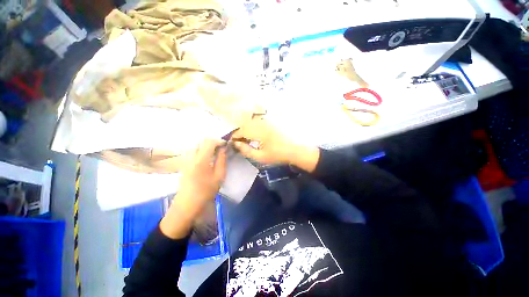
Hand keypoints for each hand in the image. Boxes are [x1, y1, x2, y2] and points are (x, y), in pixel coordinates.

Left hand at [160, 139, 226, 238]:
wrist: (187, 204)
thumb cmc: (206, 191)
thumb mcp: (219, 176)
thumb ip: (221, 160)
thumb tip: (223, 149)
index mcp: (201, 160)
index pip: (209, 142)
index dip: (218, 141)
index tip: (225, 144)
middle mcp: (191, 157)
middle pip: (200, 141)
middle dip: (212, 142)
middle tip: (220, 148)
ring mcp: (186, 160)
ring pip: (196, 145)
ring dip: (206, 145)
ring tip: (214, 152)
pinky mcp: (184, 163)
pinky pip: (193, 151)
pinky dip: (201, 150)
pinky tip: (206, 157)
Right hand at [232, 118, 319, 171]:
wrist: (294, 150)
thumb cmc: (277, 155)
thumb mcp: (260, 157)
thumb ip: (246, 150)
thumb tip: (236, 144)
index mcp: (259, 132)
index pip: (242, 131)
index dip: (235, 136)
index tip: (232, 142)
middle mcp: (262, 124)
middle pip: (245, 124)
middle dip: (240, 132)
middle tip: (239, 141)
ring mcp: (267, 122)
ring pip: (251, 122)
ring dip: (246, 129)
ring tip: (245, 139)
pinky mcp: (271, 122)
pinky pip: (258, 122)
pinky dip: (253, 127)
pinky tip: (254, 135)